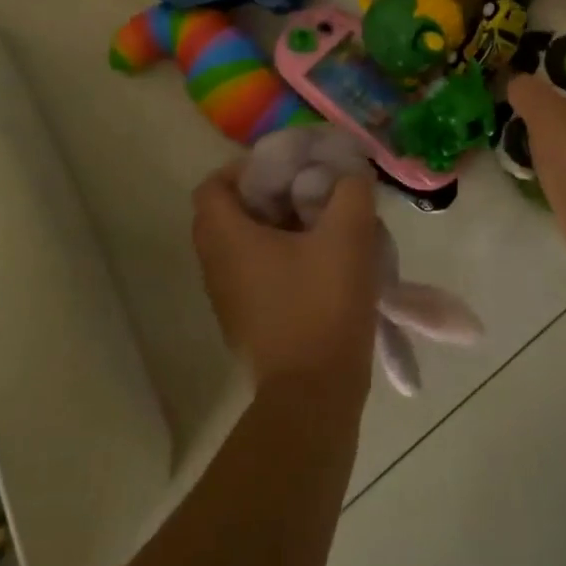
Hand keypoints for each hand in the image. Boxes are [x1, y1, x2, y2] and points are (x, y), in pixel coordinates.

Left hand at [192, 162, 380, 403]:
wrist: (315, 396)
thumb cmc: (323, 305)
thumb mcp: (348, 235)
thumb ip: (351, 190)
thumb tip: (350, 172)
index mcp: (226, 238)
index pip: (214, 185)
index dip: (247, 168)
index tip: (288, 169)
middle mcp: (216, 266)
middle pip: (231, 212)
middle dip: (271, 196)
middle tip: (309, 192)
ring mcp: (228, 299)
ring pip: (246, 244)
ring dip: (280, 228)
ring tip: (322, 224)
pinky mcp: (248, 323)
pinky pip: (257, 273)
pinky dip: (282, 258)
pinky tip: (323, 262)